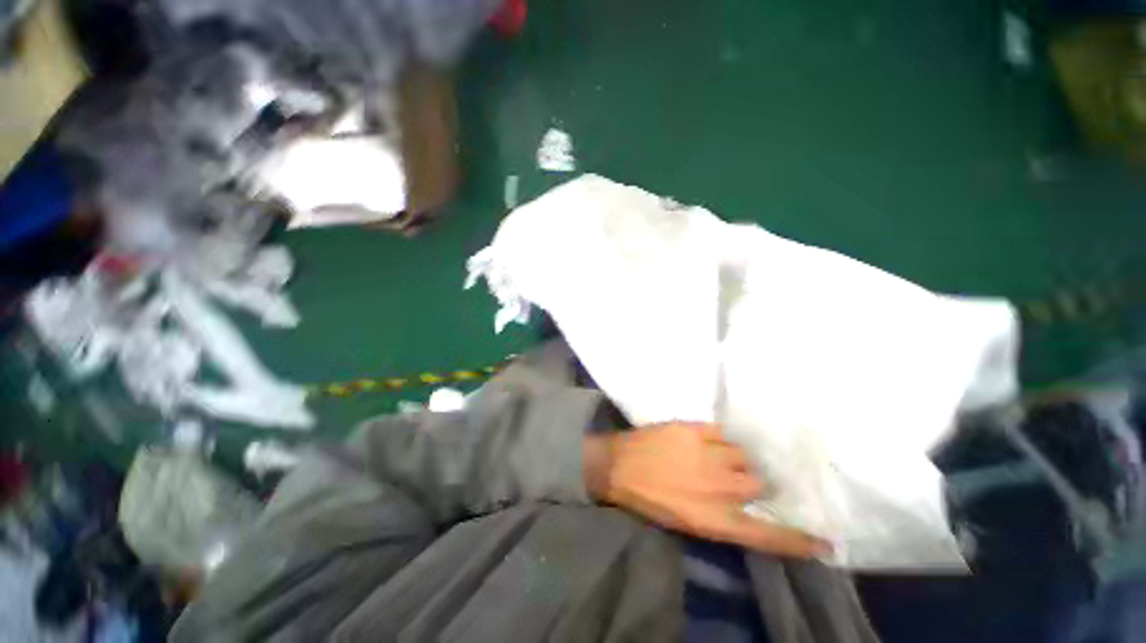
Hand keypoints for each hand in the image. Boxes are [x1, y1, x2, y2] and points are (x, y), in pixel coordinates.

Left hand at [584, 422, 829, 557]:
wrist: (618, 465)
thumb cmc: (648, 499)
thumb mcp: (686, 522)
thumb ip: (720, 517)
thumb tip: (744, 508)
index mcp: (716, 519)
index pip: (768, 536)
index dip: (799, 540)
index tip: (825, 543)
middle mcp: (720, 488)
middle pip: (759, 484)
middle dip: (751, 483)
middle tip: (733, 478)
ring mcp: (708, 454)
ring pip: (742, 455)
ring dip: (734, 459)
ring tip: (715, 457)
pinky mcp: (694, 429)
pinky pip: (722, 433)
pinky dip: (718, 439)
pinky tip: (704, 441)